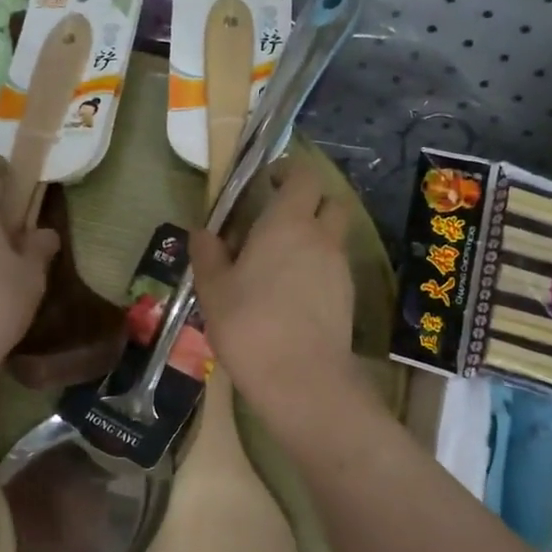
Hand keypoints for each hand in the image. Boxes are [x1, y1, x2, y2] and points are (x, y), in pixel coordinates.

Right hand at [190, 160, 358, 420]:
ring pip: (333, 237)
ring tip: (279, 264)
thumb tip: (202, 231)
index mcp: (287, 223)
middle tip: (278, 221)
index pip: (302, 176)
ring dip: (313, 239)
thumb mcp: (213, 288)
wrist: (300, 379)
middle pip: (330, 202)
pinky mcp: (348, 298)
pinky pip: (335, 268)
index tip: (266, 184)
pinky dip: (318, 269)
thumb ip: (208, 253)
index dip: (287, 172)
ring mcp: (340, 268)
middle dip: (309, 202)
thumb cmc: (249, 325)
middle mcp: (322, 237)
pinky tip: (292, 295)